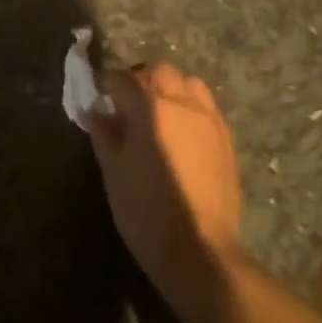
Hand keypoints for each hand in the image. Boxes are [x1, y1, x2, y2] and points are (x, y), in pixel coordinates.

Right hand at [87, 65, 244, 312]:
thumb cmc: (145, 211)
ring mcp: (210, 121)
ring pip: (189, 84)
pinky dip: (189, 108)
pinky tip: (178, 134)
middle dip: (140, 80)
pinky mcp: (226, 140)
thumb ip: (103, 133)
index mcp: (151, 108)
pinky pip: (206, 107)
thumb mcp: (113, 171)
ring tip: (156, 115)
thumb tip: (95, 111)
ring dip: (169, 89)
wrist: (199, 250)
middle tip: (125, 106)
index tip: (97, 98)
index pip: (123, 79)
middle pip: (160, 72)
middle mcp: (184, 104)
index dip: (106, 85)